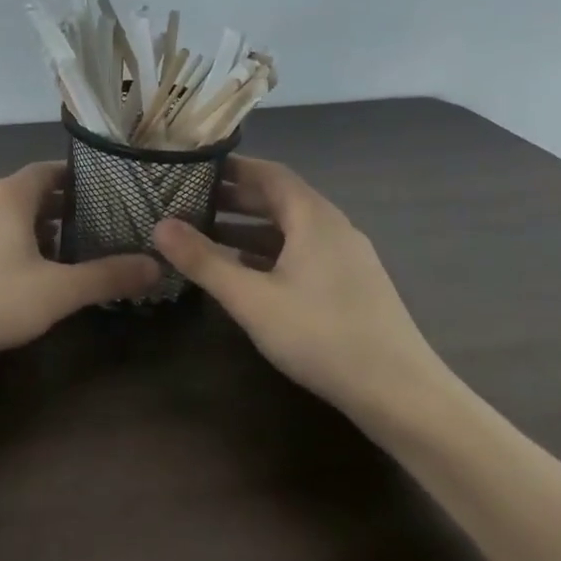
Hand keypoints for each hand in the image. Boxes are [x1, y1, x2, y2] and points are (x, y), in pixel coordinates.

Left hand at [0, 162, 160, 363]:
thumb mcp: (58, 292)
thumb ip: (107, 276)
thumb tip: (156, 266)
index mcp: (9, 195)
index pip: (50, 170)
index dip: (79, 180)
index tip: (106, 196)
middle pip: (29, 192)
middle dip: (61, 209)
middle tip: (93, 231)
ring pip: (5, 214)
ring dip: (34, 228)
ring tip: (61, 257)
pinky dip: (7, 242)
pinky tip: (17, 276)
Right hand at [153, 155, 458, 425]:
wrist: (400, 394)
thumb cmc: (321, 335)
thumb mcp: (251, 299)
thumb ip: (204, 261)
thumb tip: (159, 225)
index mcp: (313, 218)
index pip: (269, 173)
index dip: (231, 167)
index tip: (193, 167)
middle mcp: (333, 228)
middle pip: (279, 199)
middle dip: (234, 198)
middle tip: (189, 201)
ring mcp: (345, 258)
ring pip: (289, 230)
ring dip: (248, 229)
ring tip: (206, 236)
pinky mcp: (350, 285)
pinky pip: (301, 253)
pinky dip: (268, 254)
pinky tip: (244, 275)